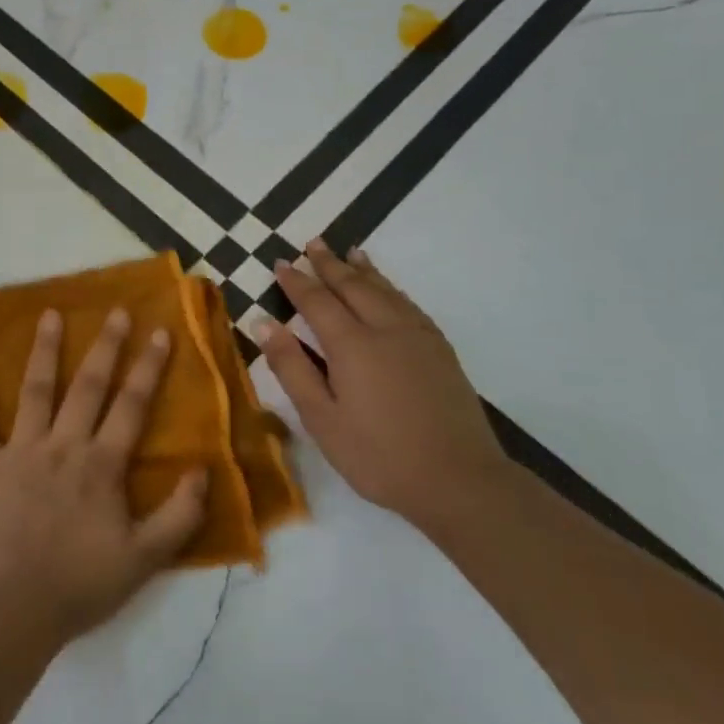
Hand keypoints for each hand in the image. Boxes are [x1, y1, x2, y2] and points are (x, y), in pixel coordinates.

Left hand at [0, 308, 208, 643]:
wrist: (12, 610)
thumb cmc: (80, 585)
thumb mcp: (146, 559)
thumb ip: (180, 514)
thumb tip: (204, 469)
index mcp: (101, 464)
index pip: (131, 405)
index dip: (148, 367)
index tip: (160, 332)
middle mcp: (63, 445)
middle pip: (88, 386)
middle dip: (106, 345)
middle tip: (116, 310)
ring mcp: (20, 451)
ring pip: (36, 390)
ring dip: (45, 350)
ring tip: (50, 314)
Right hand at [255, 241, 511, 526]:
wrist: (459, 480)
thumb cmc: (378, 455)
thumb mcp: (321, 419)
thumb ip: (292, 368)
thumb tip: (263, 324)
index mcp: (352, 345)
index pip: (317, 301)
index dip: (297, 282)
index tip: (281, 263)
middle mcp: (385, 329)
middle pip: (353, 286)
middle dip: (330, 264)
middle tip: (313, 243)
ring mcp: (418, 337)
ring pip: (385, 290)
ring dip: (363, 270)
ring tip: (350, 252)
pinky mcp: (440, 350)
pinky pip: (409, 304)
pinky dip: (392, 287)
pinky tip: (389, 290)